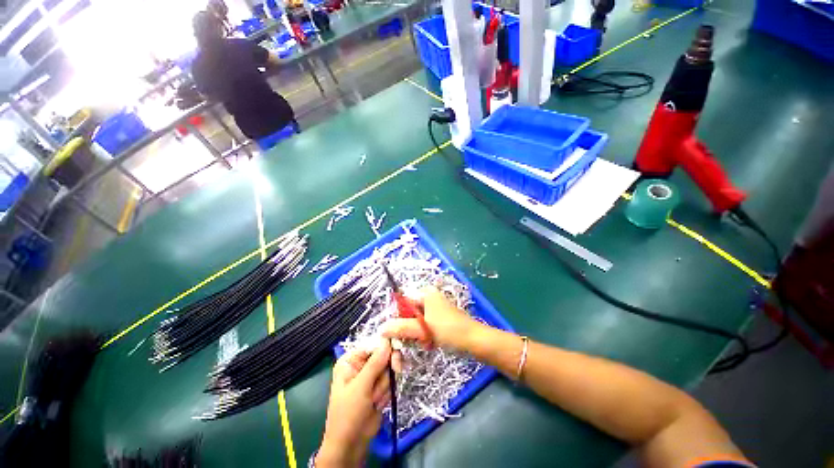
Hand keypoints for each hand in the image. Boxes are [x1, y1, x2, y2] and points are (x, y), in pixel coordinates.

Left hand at [317, 340, 393, 466]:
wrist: (351, 444)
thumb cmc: (348, 414)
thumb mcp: (360, 387)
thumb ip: (375, 363)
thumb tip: (386, 341)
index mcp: (351, 360)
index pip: (372, 345)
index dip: (386, 346)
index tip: (397, 351)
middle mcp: (361, 365)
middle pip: (384, 355)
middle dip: (387, 368)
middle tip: (395, 372)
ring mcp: (371, 377)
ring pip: (389, 369)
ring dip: (384, 385)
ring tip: (373, 399)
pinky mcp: (379, 387)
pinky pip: (390, 381)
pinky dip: (387, 392)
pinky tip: (377, 404)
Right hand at [382, 285, 479, 350]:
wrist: (475, 340)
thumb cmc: (449, 330)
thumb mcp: (423, 329)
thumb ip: (402, 328)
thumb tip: (381, 328)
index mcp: (425, 293)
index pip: (402, 302)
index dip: (397, 318)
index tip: (396, 334)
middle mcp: (429, 297)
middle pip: (409, 312)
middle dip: (409, 328)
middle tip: (413, 340)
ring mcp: (435, 308)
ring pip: (416, 321)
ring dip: (417, 334)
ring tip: (425, 343)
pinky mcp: (439, 318)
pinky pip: (425, 326)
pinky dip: (425, 335)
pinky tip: (430, 344)